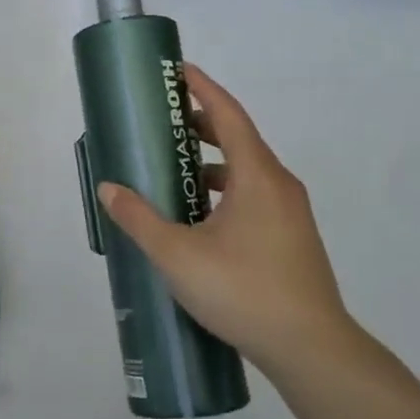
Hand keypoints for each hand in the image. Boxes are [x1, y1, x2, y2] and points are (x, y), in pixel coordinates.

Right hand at [95, 64, 350, 370]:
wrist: (311, 349)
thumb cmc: (243, 291)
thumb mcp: (178, 255)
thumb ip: (139, 219)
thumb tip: (108, 188)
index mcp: (257, 176)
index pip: (228, 115)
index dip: (203, 88)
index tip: (178, 70)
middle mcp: (279, 185)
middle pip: (239, 138)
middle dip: (202, 123)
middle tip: (164, 121)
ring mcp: (290, 212)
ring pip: (248, 170)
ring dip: (213, 160)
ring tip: (176, 169)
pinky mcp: (292, 236)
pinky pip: (255, 194)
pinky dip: (226, 189)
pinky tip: (201, 216)